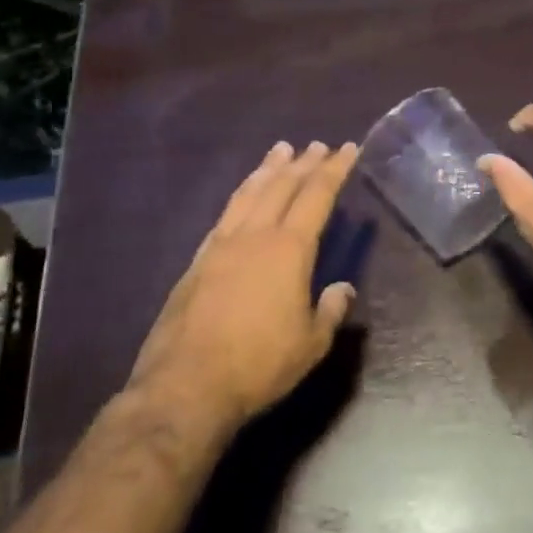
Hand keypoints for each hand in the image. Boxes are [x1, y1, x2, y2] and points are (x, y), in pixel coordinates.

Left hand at [127, 140, 359, 430]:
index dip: (334, 170)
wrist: (186, 386)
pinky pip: (225, 215)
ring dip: (268, 170)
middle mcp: (254, 236)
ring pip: (248, 194)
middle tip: (318, 145)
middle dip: (303, 163)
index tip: (347, 149)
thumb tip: (342, 289)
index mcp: (289, 250)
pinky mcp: (197, 262)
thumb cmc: (259, 365)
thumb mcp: (311, 344)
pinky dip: (241, 196)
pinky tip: (243, 196)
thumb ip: (330, 311)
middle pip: (281, 187)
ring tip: (280, 151)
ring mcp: (220, 246)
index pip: (316, 196)